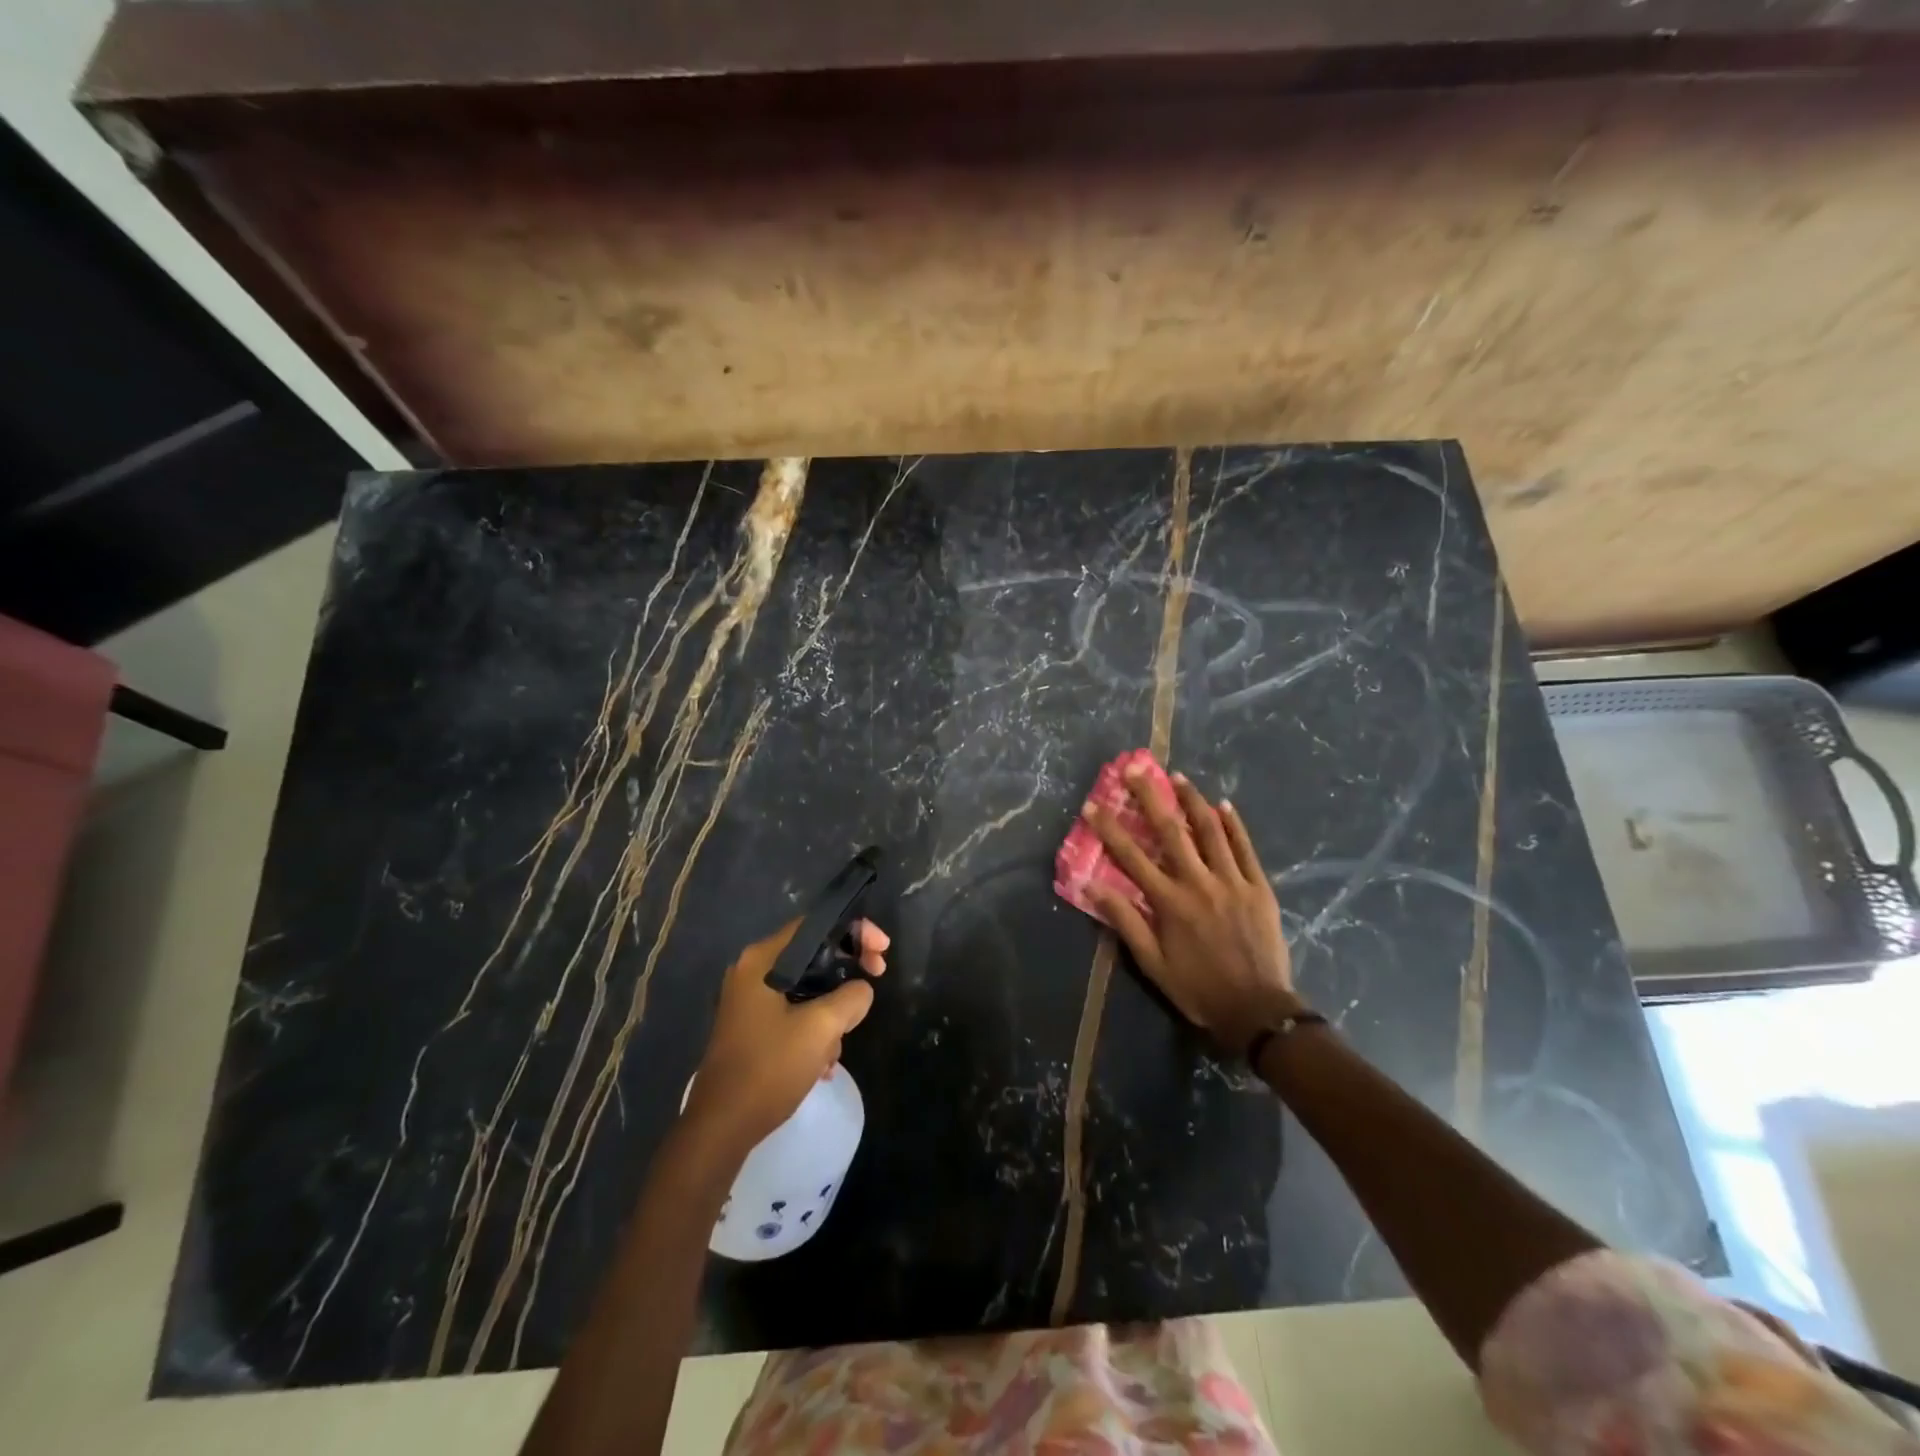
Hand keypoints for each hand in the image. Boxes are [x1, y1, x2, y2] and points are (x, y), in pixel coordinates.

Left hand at [684, 918, 888, 1156]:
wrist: (721, 1127)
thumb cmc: (769, 1068)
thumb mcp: (821, 1028)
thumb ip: (851, 997)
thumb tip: (861, 990)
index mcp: (762, 960)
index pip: (815, 925)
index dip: (855, 931)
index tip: (882, 952)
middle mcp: (753, 971)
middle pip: (813, 954)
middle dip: (846, 973)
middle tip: (875, 982)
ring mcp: (750, 1000)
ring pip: (807, 987)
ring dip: (831, 1011)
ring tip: (836, 1046)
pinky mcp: (752, 1026)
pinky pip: (794, 1011)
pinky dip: (814, 1028)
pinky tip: (822, 1063)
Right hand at [1084, 764, 1299, 1056]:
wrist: (1258, 1010)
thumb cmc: (1198, 988)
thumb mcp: (1152, 963)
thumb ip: (1125, 921)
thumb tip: (1093, 886)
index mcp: (1170, 902)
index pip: (1131, 856)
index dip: (1109, 828)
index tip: (1092, 804)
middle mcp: (1199, 882)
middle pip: (1170, 831)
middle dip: (1149, 797)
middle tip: (1135, 769)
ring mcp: (1233, 881)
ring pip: (1210, 831)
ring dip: (1192, 801)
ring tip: (1177, 776)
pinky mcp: (1260, 888)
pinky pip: (1246, 848)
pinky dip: (1233, 824)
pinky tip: (1224, 804)